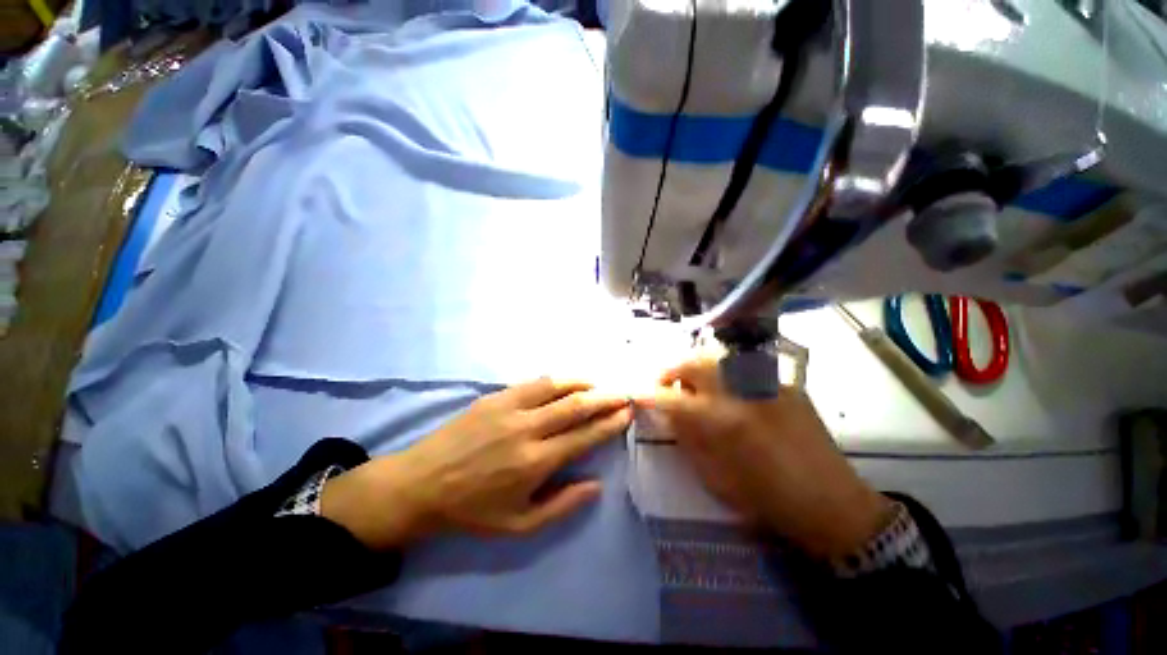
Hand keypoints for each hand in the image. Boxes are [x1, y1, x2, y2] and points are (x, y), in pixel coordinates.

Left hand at [321, 378, 632, 548]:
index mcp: (535, 462)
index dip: (609, 423)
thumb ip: (562, 506)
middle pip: (576, 406)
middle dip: (604, 398)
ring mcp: (509, 408)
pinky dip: (556, 380)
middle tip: (621, 394)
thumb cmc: (472, 510)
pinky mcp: (494, 396)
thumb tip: (596, 484)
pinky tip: (565, 381)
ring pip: (556, 386)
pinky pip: (533, 382)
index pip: (584, 436)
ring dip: (582, 383)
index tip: (626, 413)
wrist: (421, 484)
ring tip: (598, 384)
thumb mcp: (519, 526)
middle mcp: (527, 429)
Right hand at [640, 357, 892, 559]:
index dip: (649, 394)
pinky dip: (724, 374)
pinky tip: (728, 391)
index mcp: (722, 422)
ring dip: (695, 368)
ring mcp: (766, 384)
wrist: (831, 503)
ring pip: (717, 359)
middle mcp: (742, 393)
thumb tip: (668, 412)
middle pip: (693, 363)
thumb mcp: (715, 477)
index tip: (636, 392)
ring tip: (693, 384)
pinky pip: (744, 369)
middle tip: (665, 383)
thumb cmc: (767, 498)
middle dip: (671, 370)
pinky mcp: (784, 384)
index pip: (672, 399)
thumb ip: (687, 438)